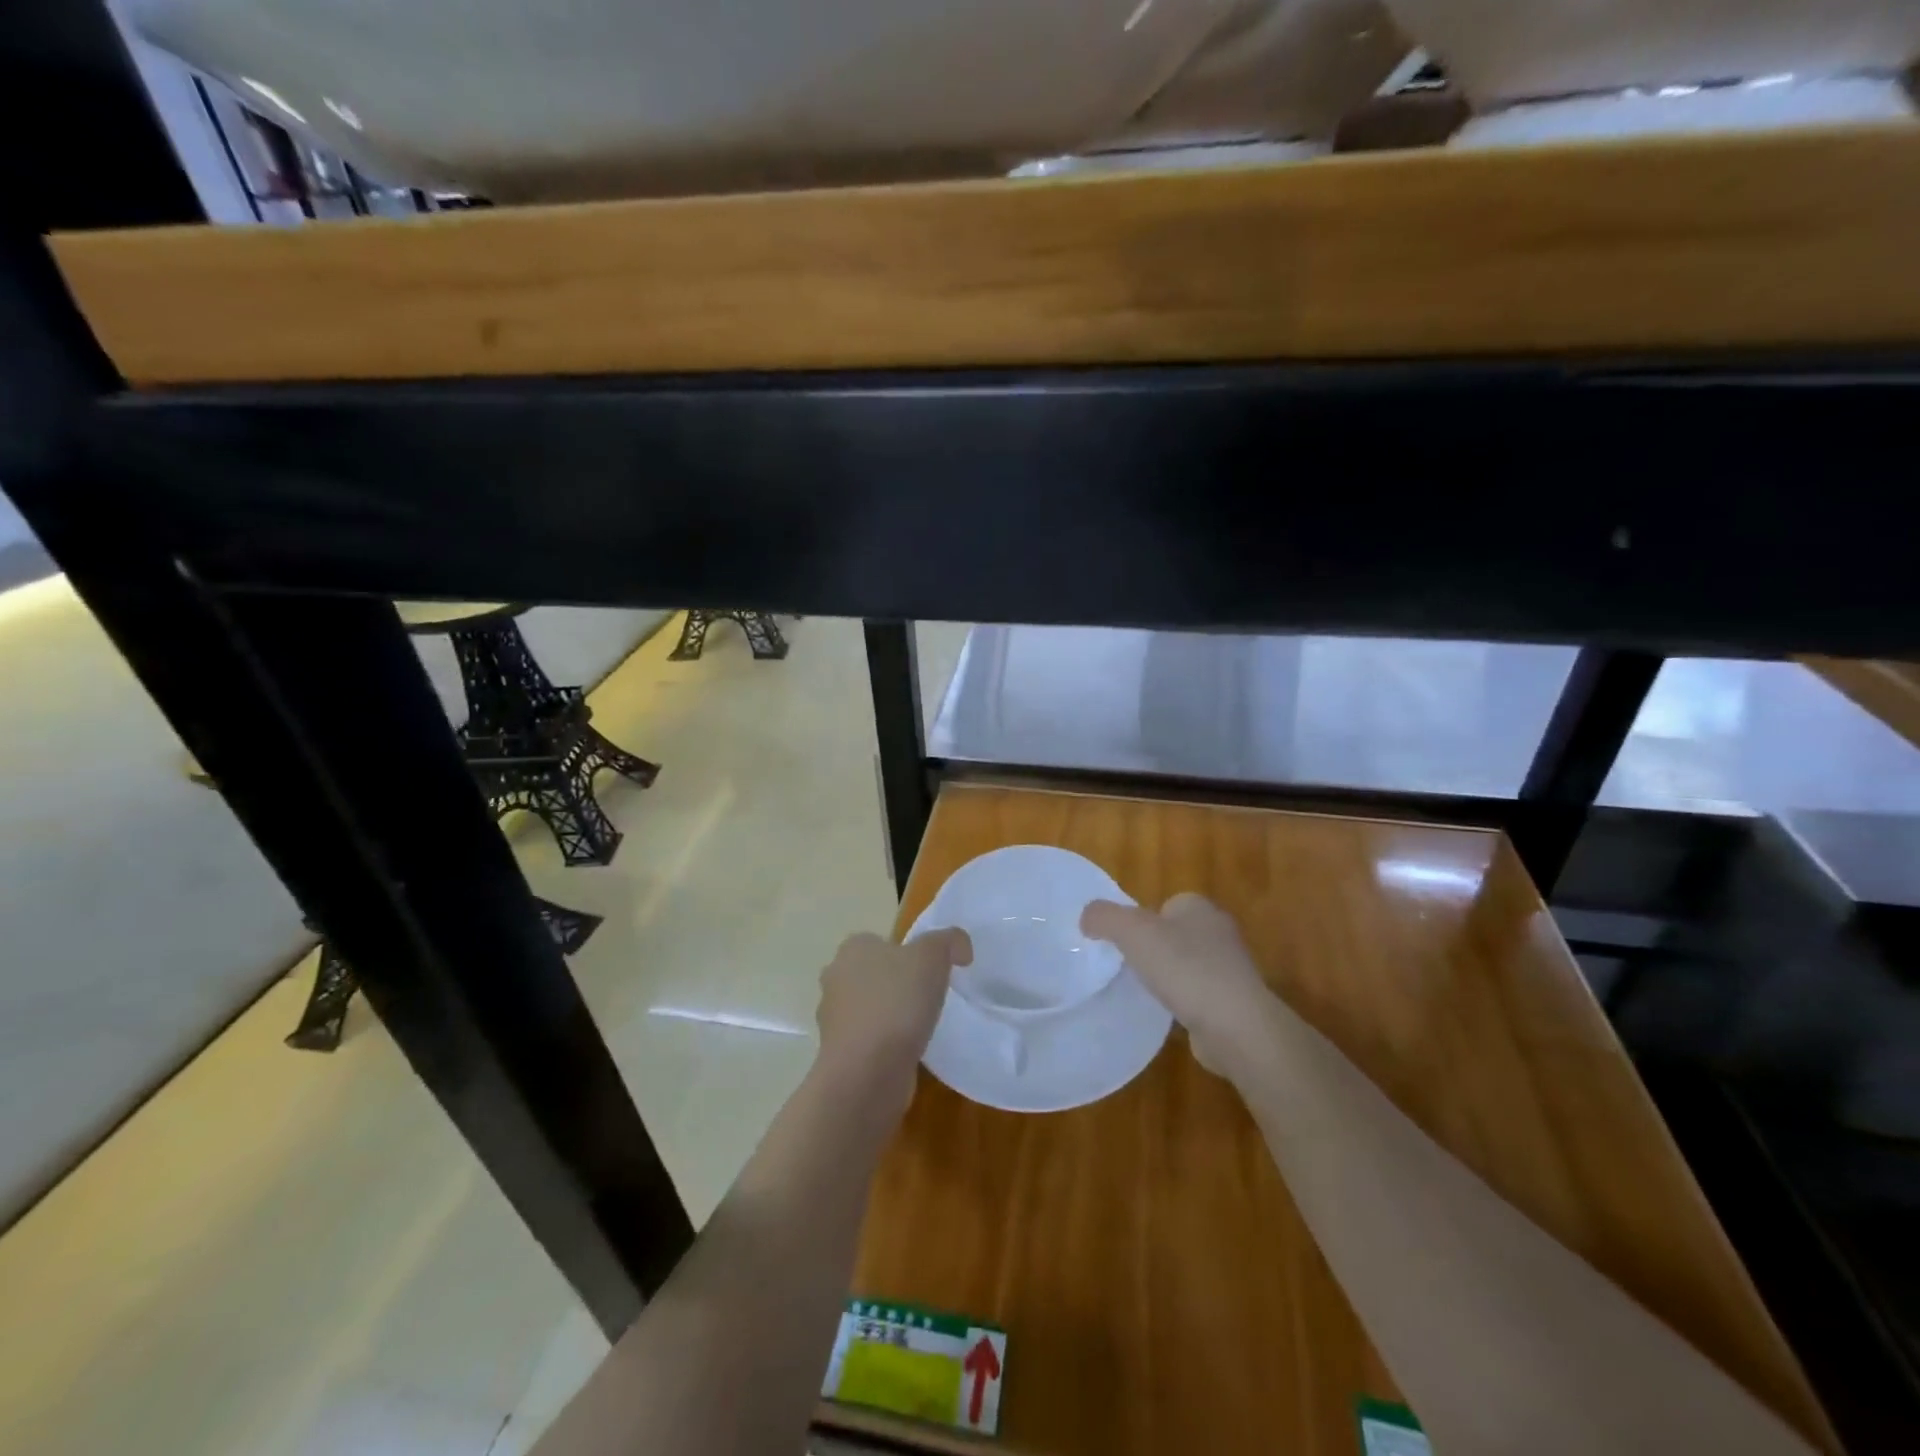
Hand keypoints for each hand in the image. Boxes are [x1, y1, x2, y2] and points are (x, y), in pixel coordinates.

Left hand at [815, 929, 971, 1113]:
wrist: (867, 1072)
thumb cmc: (896, 1002)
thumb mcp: (932, 956)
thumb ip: (949, 941)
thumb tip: (959, 948)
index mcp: (853, 949)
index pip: (881, 942)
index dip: (907, 953)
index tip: (932, 971)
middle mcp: (836, 978)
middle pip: (874, 974)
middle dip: (897, 984)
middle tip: (929, 997)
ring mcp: (834, 1019)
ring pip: (869, 1008)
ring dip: (891, 1016)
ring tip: (921, 1027)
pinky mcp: (840, 1054)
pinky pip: (869, 1040)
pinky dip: (886, 1044)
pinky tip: (907, 1053)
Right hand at [1081, 893, 1275, 1076]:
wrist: (1235, 1025)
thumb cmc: (1184, 968)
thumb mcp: (1132, 931)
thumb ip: (1104, 917)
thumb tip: (1087, 918)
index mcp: (1199, 907)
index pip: (1165, 904)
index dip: (1142, 921)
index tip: (1124, 944)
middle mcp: (1219, 932)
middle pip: (1174, 934)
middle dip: (1153, 949)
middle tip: (1129, 967)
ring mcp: (1230, 969)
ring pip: (1186, 965)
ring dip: (1168, 978)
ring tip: (1146, 994)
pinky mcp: (1233, 1003)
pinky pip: (1198, 995)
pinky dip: (1182, 1003)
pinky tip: (1168, 1016)